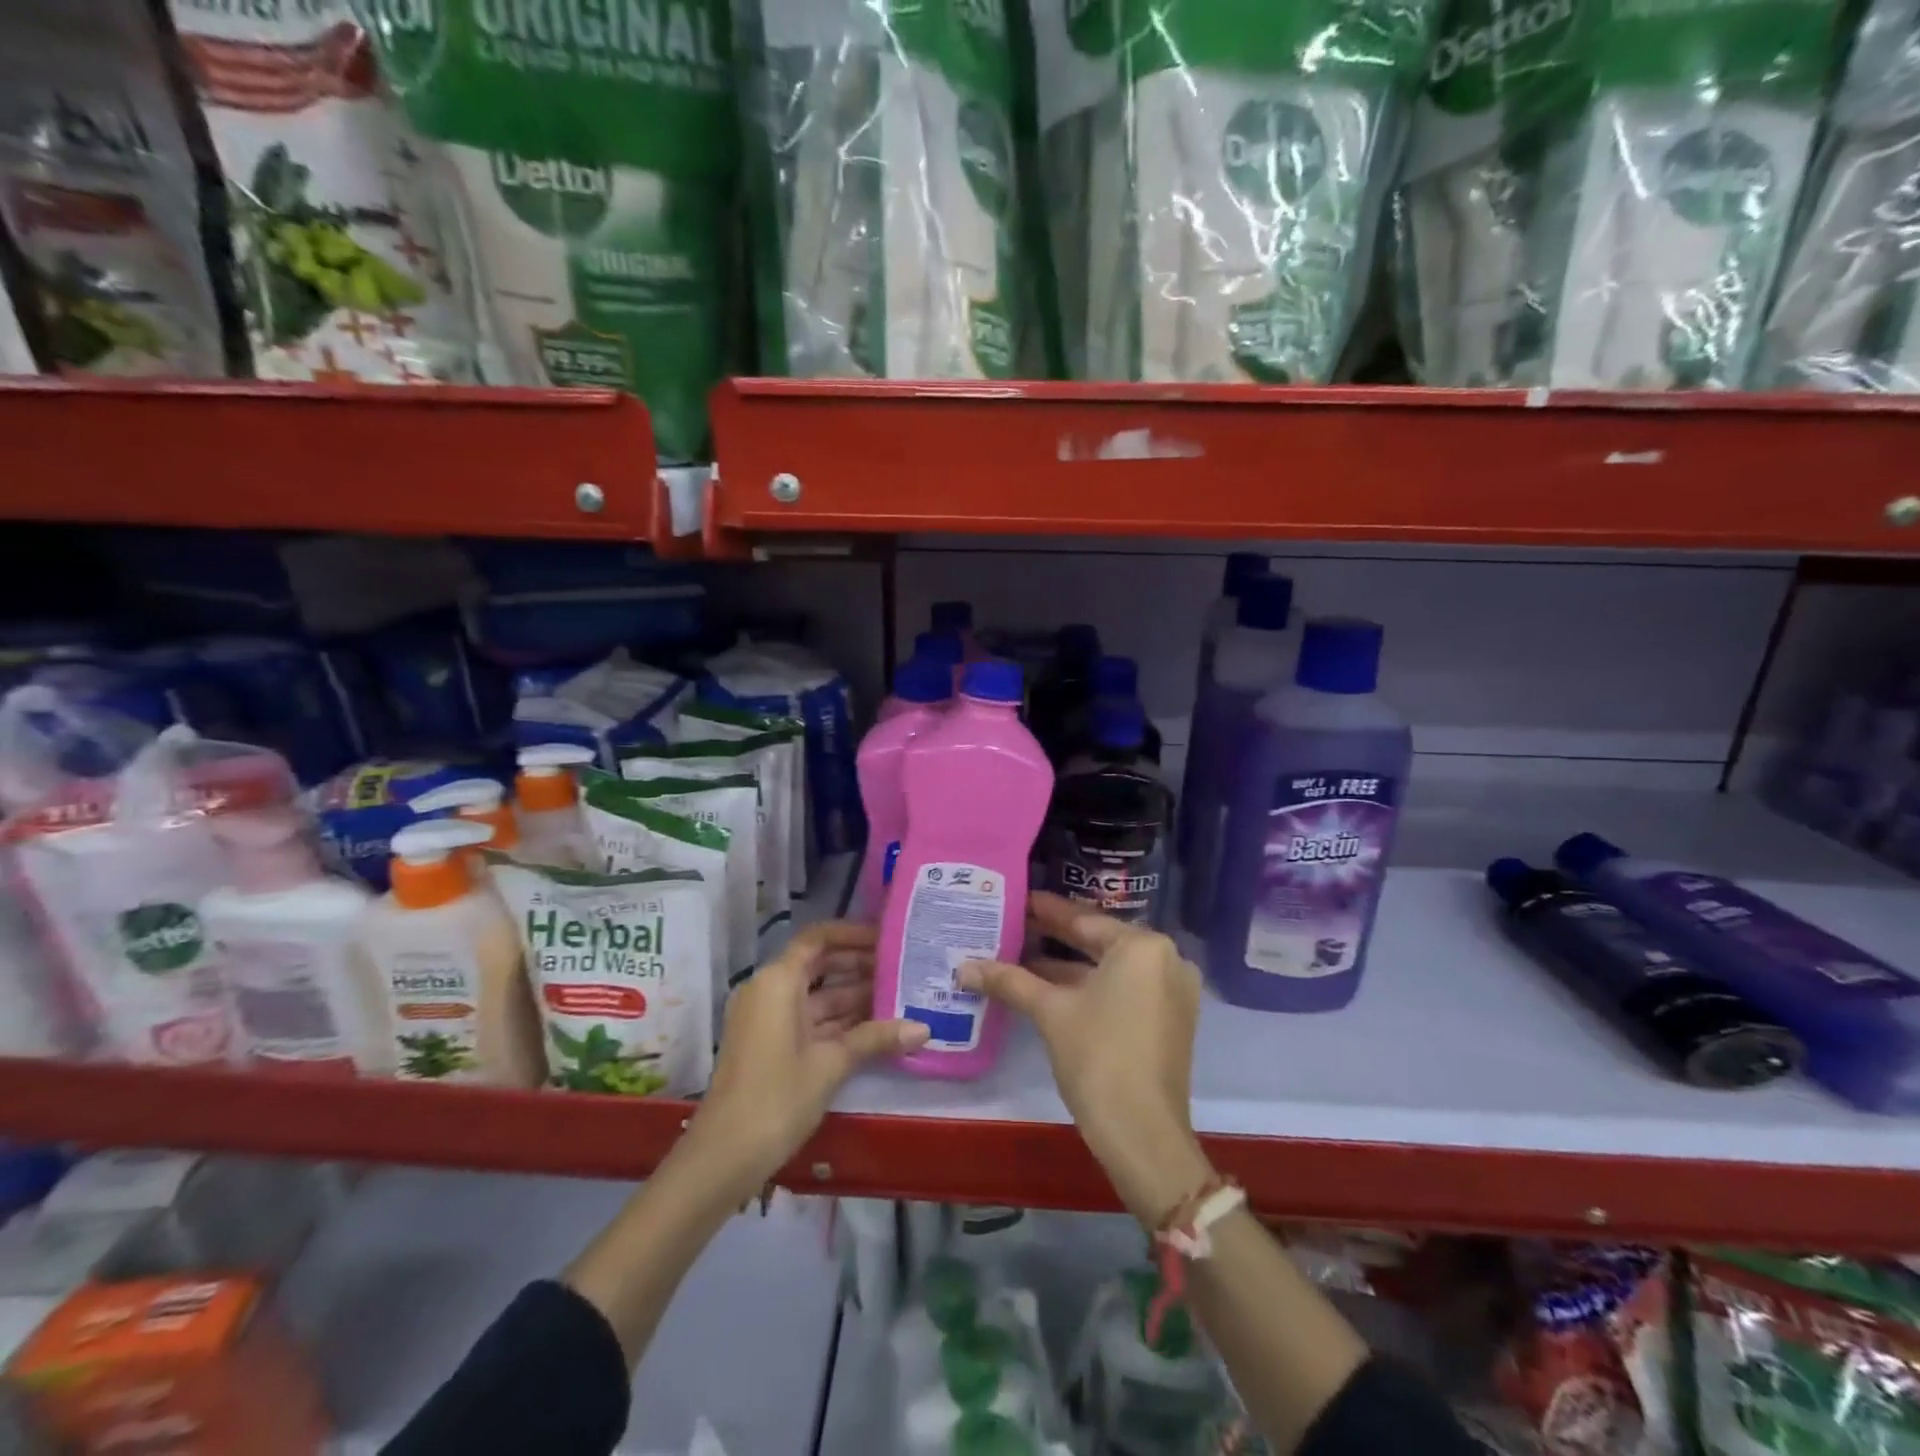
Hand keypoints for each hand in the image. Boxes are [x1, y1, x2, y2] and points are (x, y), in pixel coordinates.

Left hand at [688, 921, 927, 1196]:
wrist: (724, 1156)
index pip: (818, 938)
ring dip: (854, 996)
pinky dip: (838, 1020)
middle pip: (819, 964)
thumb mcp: (831, 1064)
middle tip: (903, 968)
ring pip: (816, 995)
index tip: (887, 938)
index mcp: (778, 981)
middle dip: (859, 966)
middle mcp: (769, 990)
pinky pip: (809, 1018)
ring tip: (899, 995)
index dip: (852, 934)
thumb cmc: (777, 1097)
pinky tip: (875, 1028)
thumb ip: (876, 1038)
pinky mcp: (770, 1044)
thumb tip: (924, 1028)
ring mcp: (767, 1019)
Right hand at [961, 893, 1212, 1222]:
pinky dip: (1089, 988)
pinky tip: (1048, 988)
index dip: (1046, 911)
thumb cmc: (1098, 1057)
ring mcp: (1171, 991)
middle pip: (1098, 941)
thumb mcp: (1050, 1012)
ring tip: (1020, 957)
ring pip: (1109, 968)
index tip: (1017, 900)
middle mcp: (1165, 959)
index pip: (1084, 919)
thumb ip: (1009, 980)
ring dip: (1067, 966)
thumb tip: (963, 967)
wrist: (1143, 1135)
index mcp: (1142, 946)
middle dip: (1054, 937)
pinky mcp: (1168, 1019)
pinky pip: (1122, 989)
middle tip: (1014, 925)